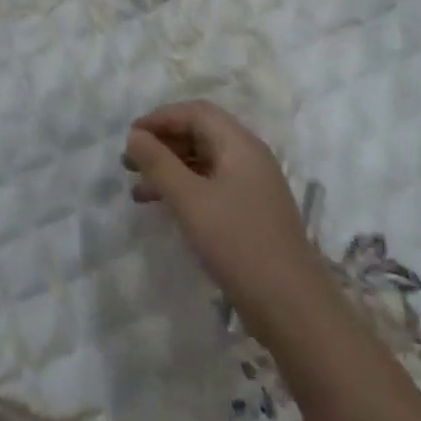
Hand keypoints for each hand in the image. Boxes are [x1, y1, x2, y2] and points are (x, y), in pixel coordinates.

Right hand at [124, 100, 323, 334]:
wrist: (292, 308)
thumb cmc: (238, 244)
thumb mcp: (190, 200)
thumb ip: (159, 163)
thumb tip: (135, 135)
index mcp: (240, 144)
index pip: (195, 112)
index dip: (160, 118)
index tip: (130, 137)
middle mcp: (249, 157)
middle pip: (200, 133)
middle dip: (162, 142)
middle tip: (129, 162)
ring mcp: (252, 186)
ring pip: (203, 161)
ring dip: (169, 167)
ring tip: (137, 186)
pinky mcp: (250, 213)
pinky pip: (210, 186)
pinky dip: (184, 189)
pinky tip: (163, 207)